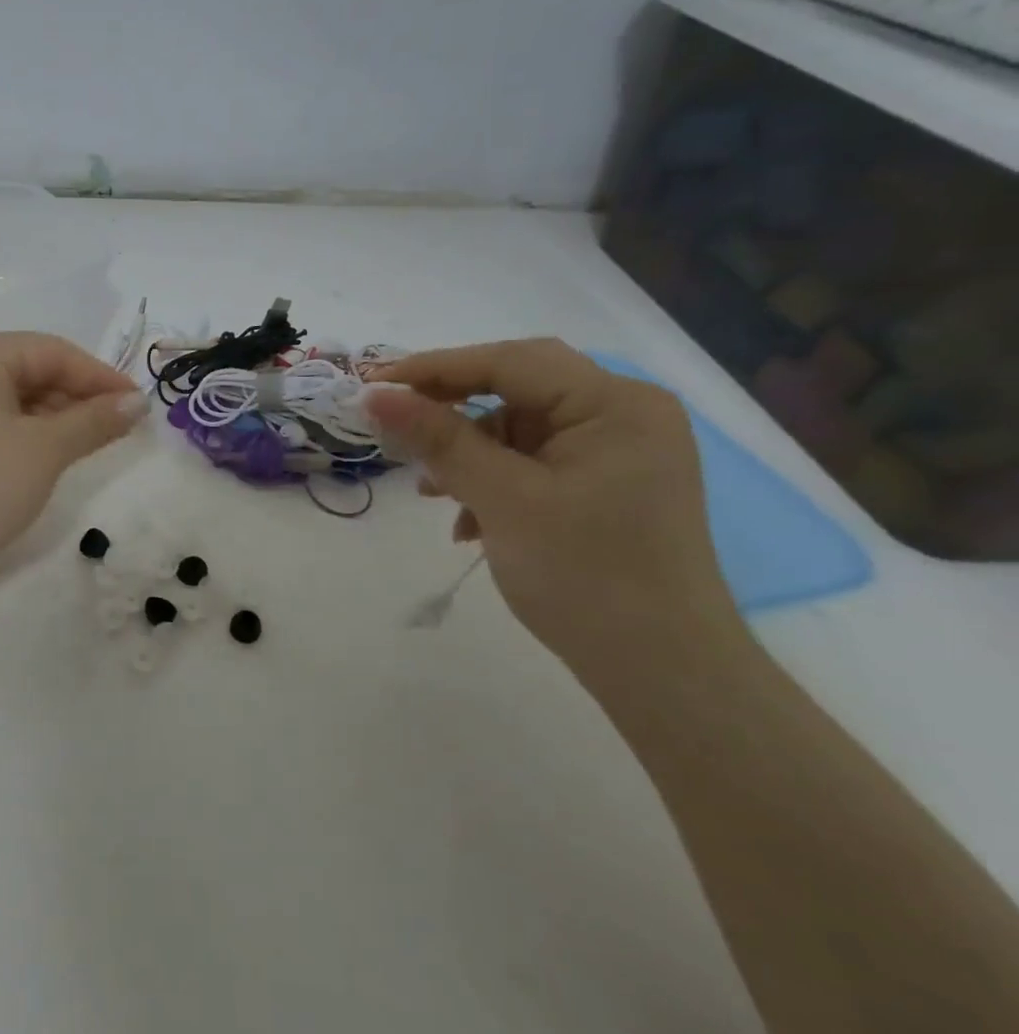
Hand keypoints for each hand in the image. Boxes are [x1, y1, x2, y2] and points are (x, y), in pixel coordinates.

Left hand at [0, 332, 145, 601]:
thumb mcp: (45, 450)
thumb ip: (94, 421)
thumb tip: (137, 403)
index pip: (54, 352)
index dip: (101, 377)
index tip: (140, 407)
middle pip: (34, 369)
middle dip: (79, 398)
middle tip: (121, 429)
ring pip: (16, 396)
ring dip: (57, 417)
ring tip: (93, 444)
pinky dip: (29, 431)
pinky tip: (52, 452)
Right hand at [362, 339, 739, 673]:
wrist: (661, 672)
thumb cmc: (586, 576)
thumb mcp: (502, 499)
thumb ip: (438, 439)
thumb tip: (373, 395)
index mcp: (616, 405)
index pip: (510, 362)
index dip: (435, 368)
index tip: (372, 384)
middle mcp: (622, 416)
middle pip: (516, 388)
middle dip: (451, 407)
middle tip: (394, 422)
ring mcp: (615, 453)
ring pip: (517, 428)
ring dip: (467, 453)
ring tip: (429, 489)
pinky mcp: (602, 486)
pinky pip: (530, 462)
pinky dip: (490, 480)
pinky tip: (467, 521)